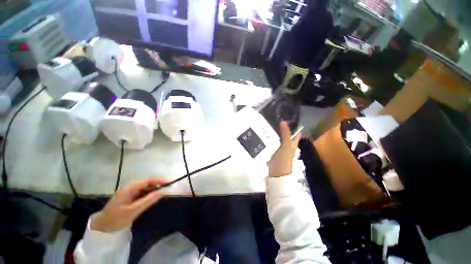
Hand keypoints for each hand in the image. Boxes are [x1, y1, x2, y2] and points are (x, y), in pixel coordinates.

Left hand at [90, 178, 167, 232]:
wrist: (100, 226)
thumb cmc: (116, 218)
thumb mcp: (133, 210)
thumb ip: (149, 200)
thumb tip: (163, 191)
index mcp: (130, 188)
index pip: (148, 180)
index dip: (160, 180)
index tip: (170, 183)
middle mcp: (130, 187)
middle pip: (148, 182)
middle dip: (158, 185)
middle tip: (166, 191)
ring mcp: (129, 191)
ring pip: (145, 187)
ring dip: (153, 190)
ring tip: (160, 195)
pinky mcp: (129, 196)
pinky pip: (142, 192)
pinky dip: (148, 194)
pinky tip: (151, 199)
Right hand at [267, 121, 301, 176]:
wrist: (276, 173)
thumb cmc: (284, 159)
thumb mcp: (286, 145)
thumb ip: (285, 134)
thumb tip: (283, 121)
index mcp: (293, 143)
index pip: (295, 133)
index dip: (294, 126)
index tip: (287, 118)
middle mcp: (287, 145)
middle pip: (285, 134)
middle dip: (280, 128)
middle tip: (273, 119)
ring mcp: (279, 148)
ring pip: (277, 138)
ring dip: (273, 133)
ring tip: (266, 124)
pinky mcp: (272, 151)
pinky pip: (271, 142)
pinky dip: (268, 138)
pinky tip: (263, 134)